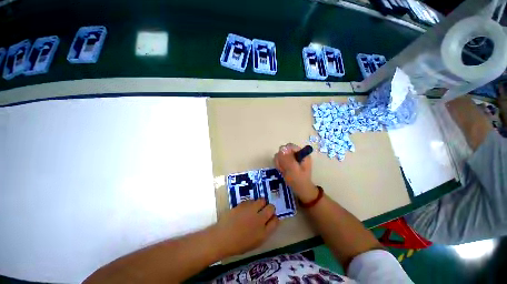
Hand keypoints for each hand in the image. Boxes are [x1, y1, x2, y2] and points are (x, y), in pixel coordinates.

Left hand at [213, 199, 278, 256]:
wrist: (222, 238)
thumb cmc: (238, 244)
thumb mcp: (255, 242)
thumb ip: (265, 231)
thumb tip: (270, 221)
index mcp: (263, 232)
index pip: (276, 220)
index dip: (274, 218)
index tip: (270, 217)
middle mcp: (259, 219)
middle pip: (271, 208)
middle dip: (270, 208)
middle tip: (264, 210)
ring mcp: (251, 210)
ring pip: (262, 200)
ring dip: (261, 203)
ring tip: (255, 207)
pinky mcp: (243, 204)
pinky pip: (251, 200)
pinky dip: (251, 203)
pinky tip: (246, 208)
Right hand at [274, 143, 318, 202]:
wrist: (301, 191)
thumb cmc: (299, 181)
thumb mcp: (293, 170)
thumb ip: (287, 159)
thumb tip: (281, 148)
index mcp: (302, 153)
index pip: (289, 146)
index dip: (284, 152)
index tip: (282, 161)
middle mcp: (296, 154)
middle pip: (283, 150)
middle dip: (281, 159)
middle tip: (283, 168)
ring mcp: (292, 158)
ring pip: (280, 155)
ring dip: (279, 163)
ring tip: (283, 171)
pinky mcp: (287, 162)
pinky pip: (279, 160)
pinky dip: (279, 165)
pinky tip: (282, 171)